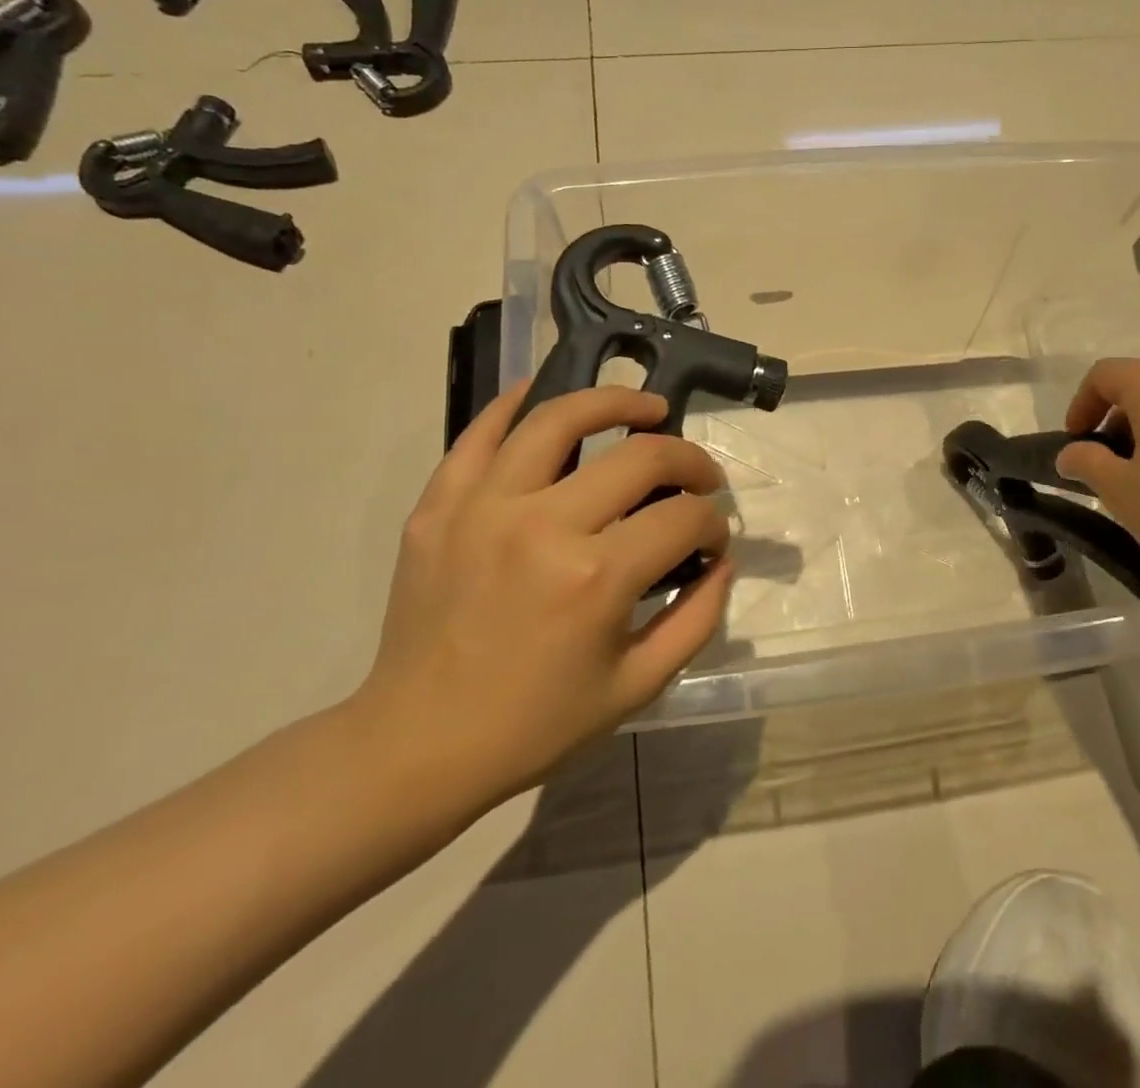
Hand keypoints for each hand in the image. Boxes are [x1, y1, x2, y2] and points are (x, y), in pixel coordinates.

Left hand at [349, 383, 732, 822]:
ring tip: (645, 408)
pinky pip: (480, 434)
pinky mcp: (439, 505)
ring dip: (615, 402)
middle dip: (689, 460)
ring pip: (560, 419)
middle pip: (640, 457)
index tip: (712, 539)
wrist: (417, 745)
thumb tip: (722, 560)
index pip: (683, 518)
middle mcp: (543, 526)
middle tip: (699, 476)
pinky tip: (545, 394)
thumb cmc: (535, 723)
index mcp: (596, 578)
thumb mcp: (637, 686)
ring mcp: (484, 506)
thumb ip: (697, 618)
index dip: (713, 523)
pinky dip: (515, 405)